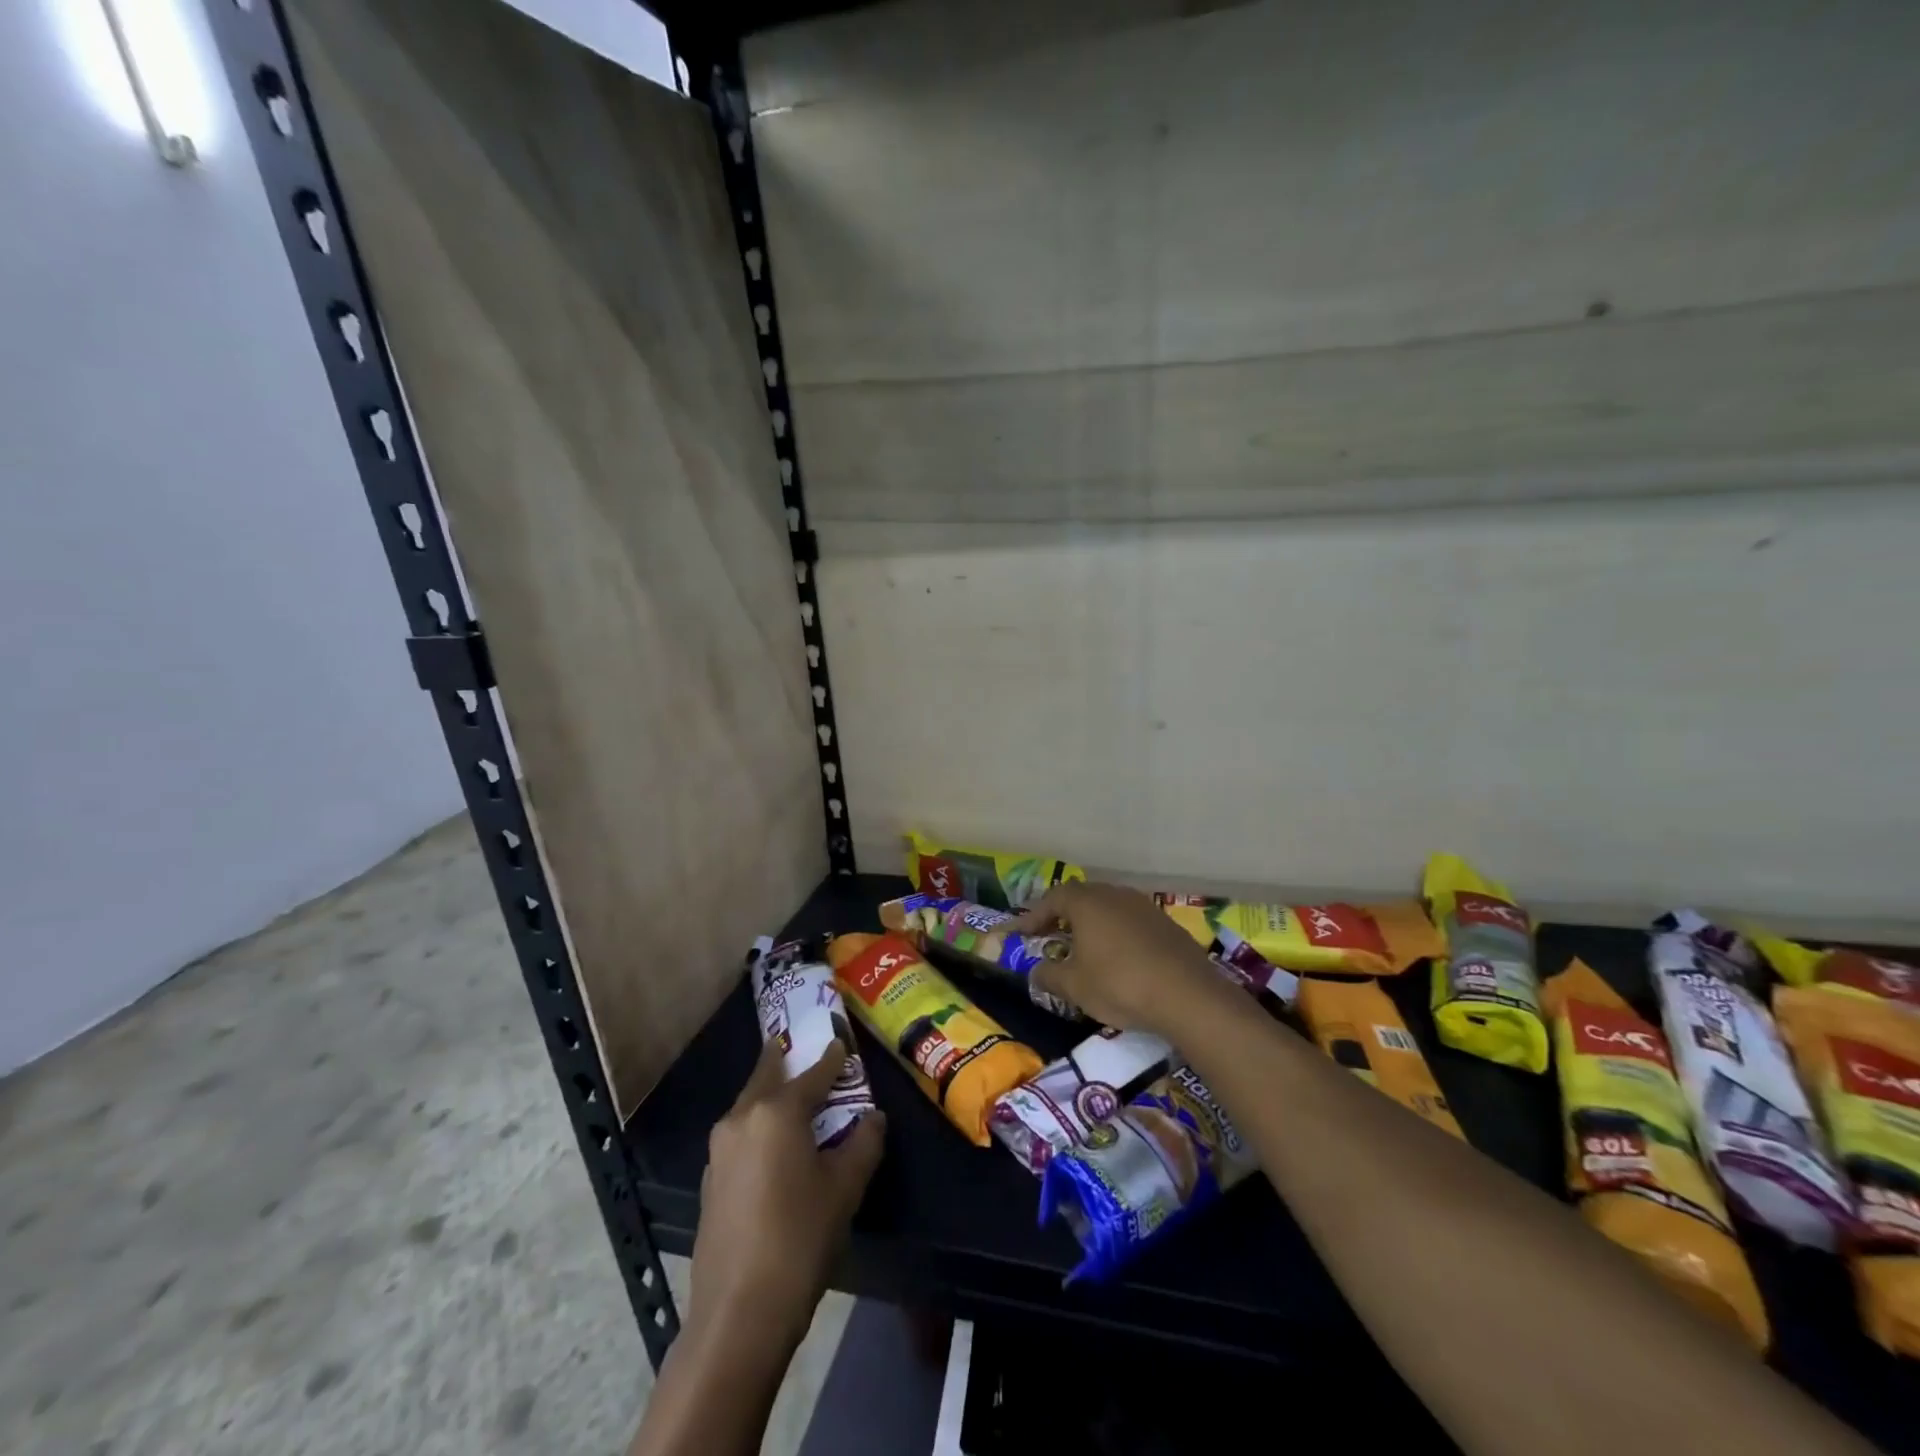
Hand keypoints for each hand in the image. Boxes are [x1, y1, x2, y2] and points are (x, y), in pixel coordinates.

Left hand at [690, 1039, 884, 1349]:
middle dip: (786, 1061)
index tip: (840, 1041)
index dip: (831, 1058)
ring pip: (750, 1105)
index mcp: (776, 1111)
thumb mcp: (845, 1188)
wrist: (738, 1313)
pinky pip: (741, 1135)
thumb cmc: (800, 1238)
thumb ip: (864, 1143)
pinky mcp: (710, 1179)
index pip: (812, 1073)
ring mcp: (719, 1150)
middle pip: (767, 1076)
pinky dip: (760, 1126)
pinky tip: (775, 1146)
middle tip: (803, 1049)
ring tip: (794, 1098)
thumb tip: (873, 1117)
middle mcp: (742, 1118)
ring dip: (772, 1094)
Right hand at [1014, 881, 1225, 1038]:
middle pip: (1081, 898)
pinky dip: (1116, 935)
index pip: (1052, 899)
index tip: (1021, 935)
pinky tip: (1118, 959)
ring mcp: (1144, 906)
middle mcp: (1114, 894)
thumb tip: (1035, 972)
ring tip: (1083, 949)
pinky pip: (1130, 922)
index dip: (1033, 916)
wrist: (1187, 995)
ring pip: (1108, 908)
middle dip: (1062, 917)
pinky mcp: (1166, 924)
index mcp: (1087, 902)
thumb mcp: (1074, 986)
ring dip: (1091, 925)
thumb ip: (1048, 975)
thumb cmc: (1119, 984)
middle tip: (1050, 938)